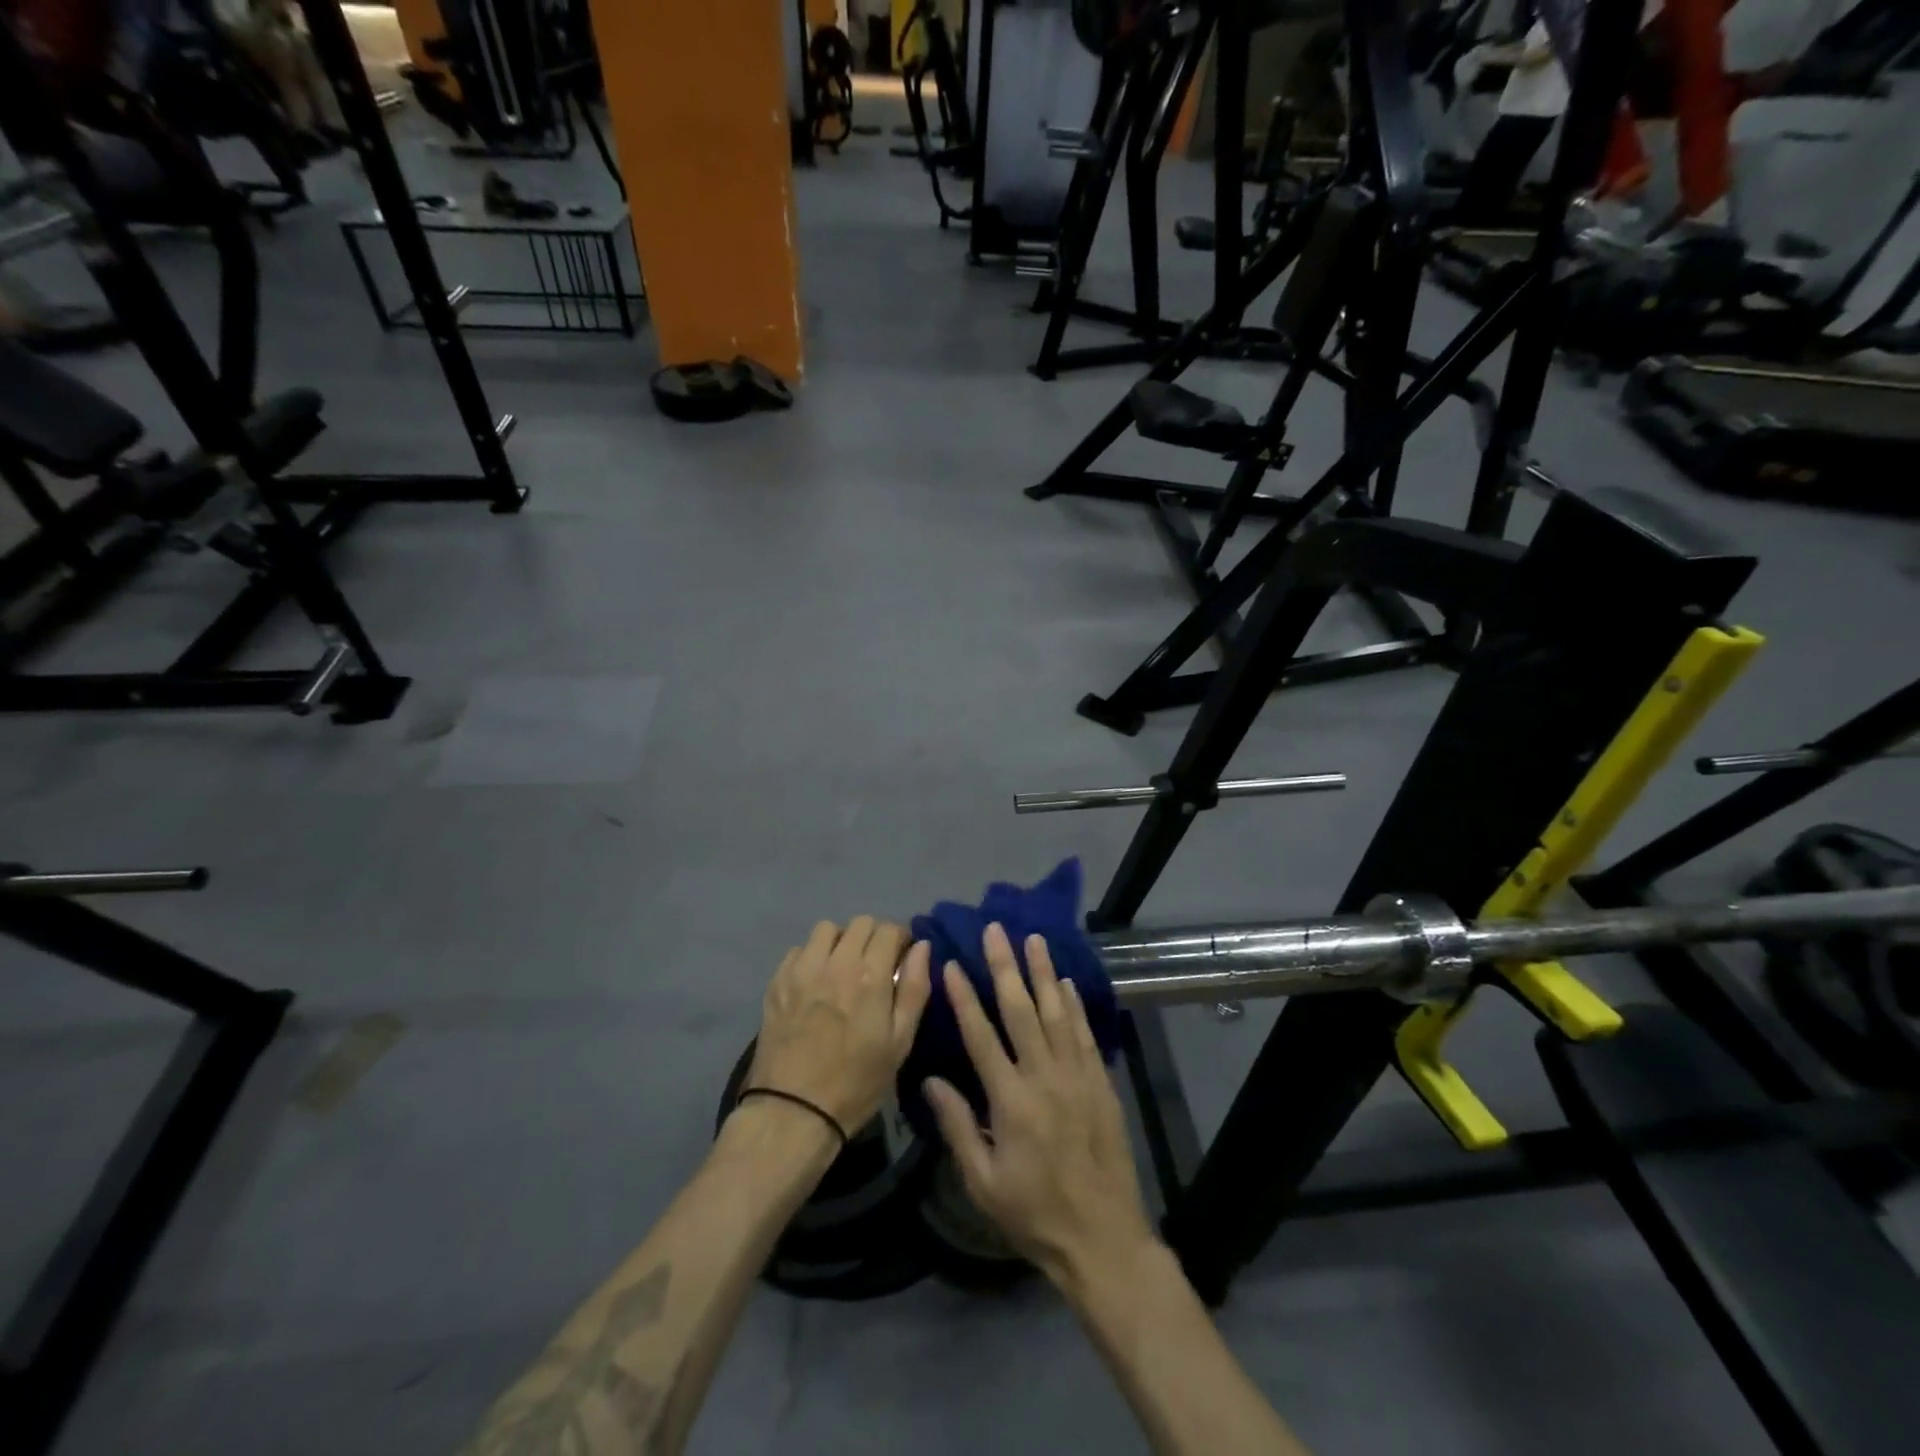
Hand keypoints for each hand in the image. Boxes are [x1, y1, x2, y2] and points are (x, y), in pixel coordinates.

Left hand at [749, 917, 933, 1133]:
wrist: (793, 1111)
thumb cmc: (857, 1082)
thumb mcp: (900, 1042)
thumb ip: (915, 988)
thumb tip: (922, 947)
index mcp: (870, 975)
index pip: (890, 929)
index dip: (902, 939)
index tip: (903, 958)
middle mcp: (836, 961)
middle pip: (860, 923)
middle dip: (874, 937)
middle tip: (876, 964)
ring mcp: (802, 969)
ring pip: (827, 929)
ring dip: (841, 941)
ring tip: (843, 968)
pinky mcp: (777, 981)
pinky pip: (800, 950)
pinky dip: (813, 956)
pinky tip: (816, 982)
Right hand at [922, 923, 1156, 1288]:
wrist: (1103, 1237)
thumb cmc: (1034, 1213)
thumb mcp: (983, 1182)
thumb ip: (956, 1126)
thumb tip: (930, 1079)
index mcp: (1011, 1100)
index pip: (981, 1035)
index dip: (965, 997)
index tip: (953, 963)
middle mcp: (1044, 1076)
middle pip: (1022, 1010)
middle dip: (1006, 966)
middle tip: (996, 930)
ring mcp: (1077, 1076)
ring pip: (1057, 1012)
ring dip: (1043, 973)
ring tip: (1034, 938)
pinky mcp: (1100, 1083)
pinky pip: (1085, 1034)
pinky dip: (1075, 1005)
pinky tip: (1066, 982)